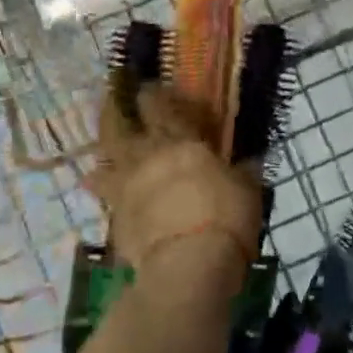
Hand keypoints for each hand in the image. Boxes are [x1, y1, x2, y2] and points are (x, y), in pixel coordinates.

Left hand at [89, 71, 262, 295]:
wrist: (188, 266)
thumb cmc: (225, 218)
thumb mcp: (247, 190)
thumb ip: (242, 172)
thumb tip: (249, 161)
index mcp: (180, 142)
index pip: (160, 107)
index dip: (151, 94)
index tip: (146, 86)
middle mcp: (146, 157)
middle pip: (119, 126)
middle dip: (113, 110)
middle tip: (110, 99)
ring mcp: (126, 188)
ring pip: (104, 160)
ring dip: (103, 151)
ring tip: (104, 149)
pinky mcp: (116, 218)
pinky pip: (105, 196)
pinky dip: (104, 189)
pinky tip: (103, 190)